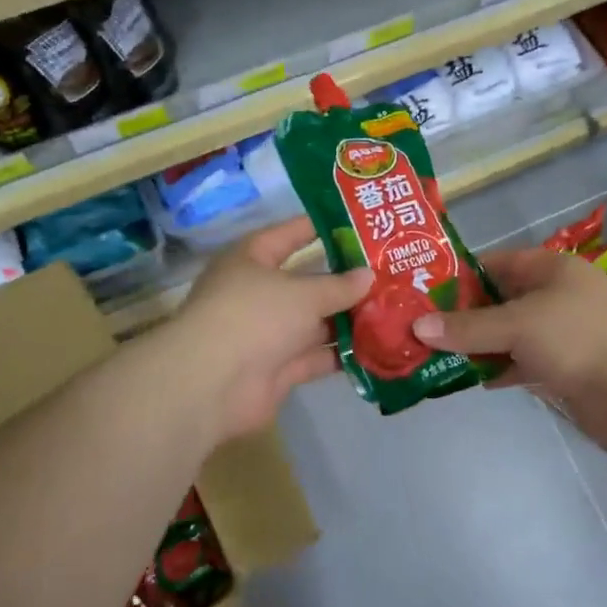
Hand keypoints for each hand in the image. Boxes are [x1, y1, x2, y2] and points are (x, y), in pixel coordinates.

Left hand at [166, 216, 370, 440]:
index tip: (359, 223)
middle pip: (308, 282)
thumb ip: (339, 286)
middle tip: (390, 273)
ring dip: (348, 319)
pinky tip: (378, 346)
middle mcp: (258, 293)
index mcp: (252, 259)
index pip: (290, 234)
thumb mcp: (303, 293)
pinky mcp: (277, 368)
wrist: (213, 383)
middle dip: (346, 281)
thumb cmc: (255, 316)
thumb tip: (369, 276)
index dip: (322, 227)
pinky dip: (342, 353)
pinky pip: (316, 356)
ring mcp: (267, 333)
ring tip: (393, 309)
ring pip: (315, 322)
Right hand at [410, 247, 606, 413]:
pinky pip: (523, 363)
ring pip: (509, 335)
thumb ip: (467, 327)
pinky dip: (501, 369)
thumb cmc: (577, 339)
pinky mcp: (565, 368)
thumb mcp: (517, 324)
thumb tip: (417, 327)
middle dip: (463, 315)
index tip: (422, 292)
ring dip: (478, 345)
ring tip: (435, 356)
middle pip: (500, 300)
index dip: (460, 276)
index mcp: (549, 269)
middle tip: (420, 329)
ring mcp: (562, 334)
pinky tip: (474, 380)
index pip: (495, 263)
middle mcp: (555, 296)